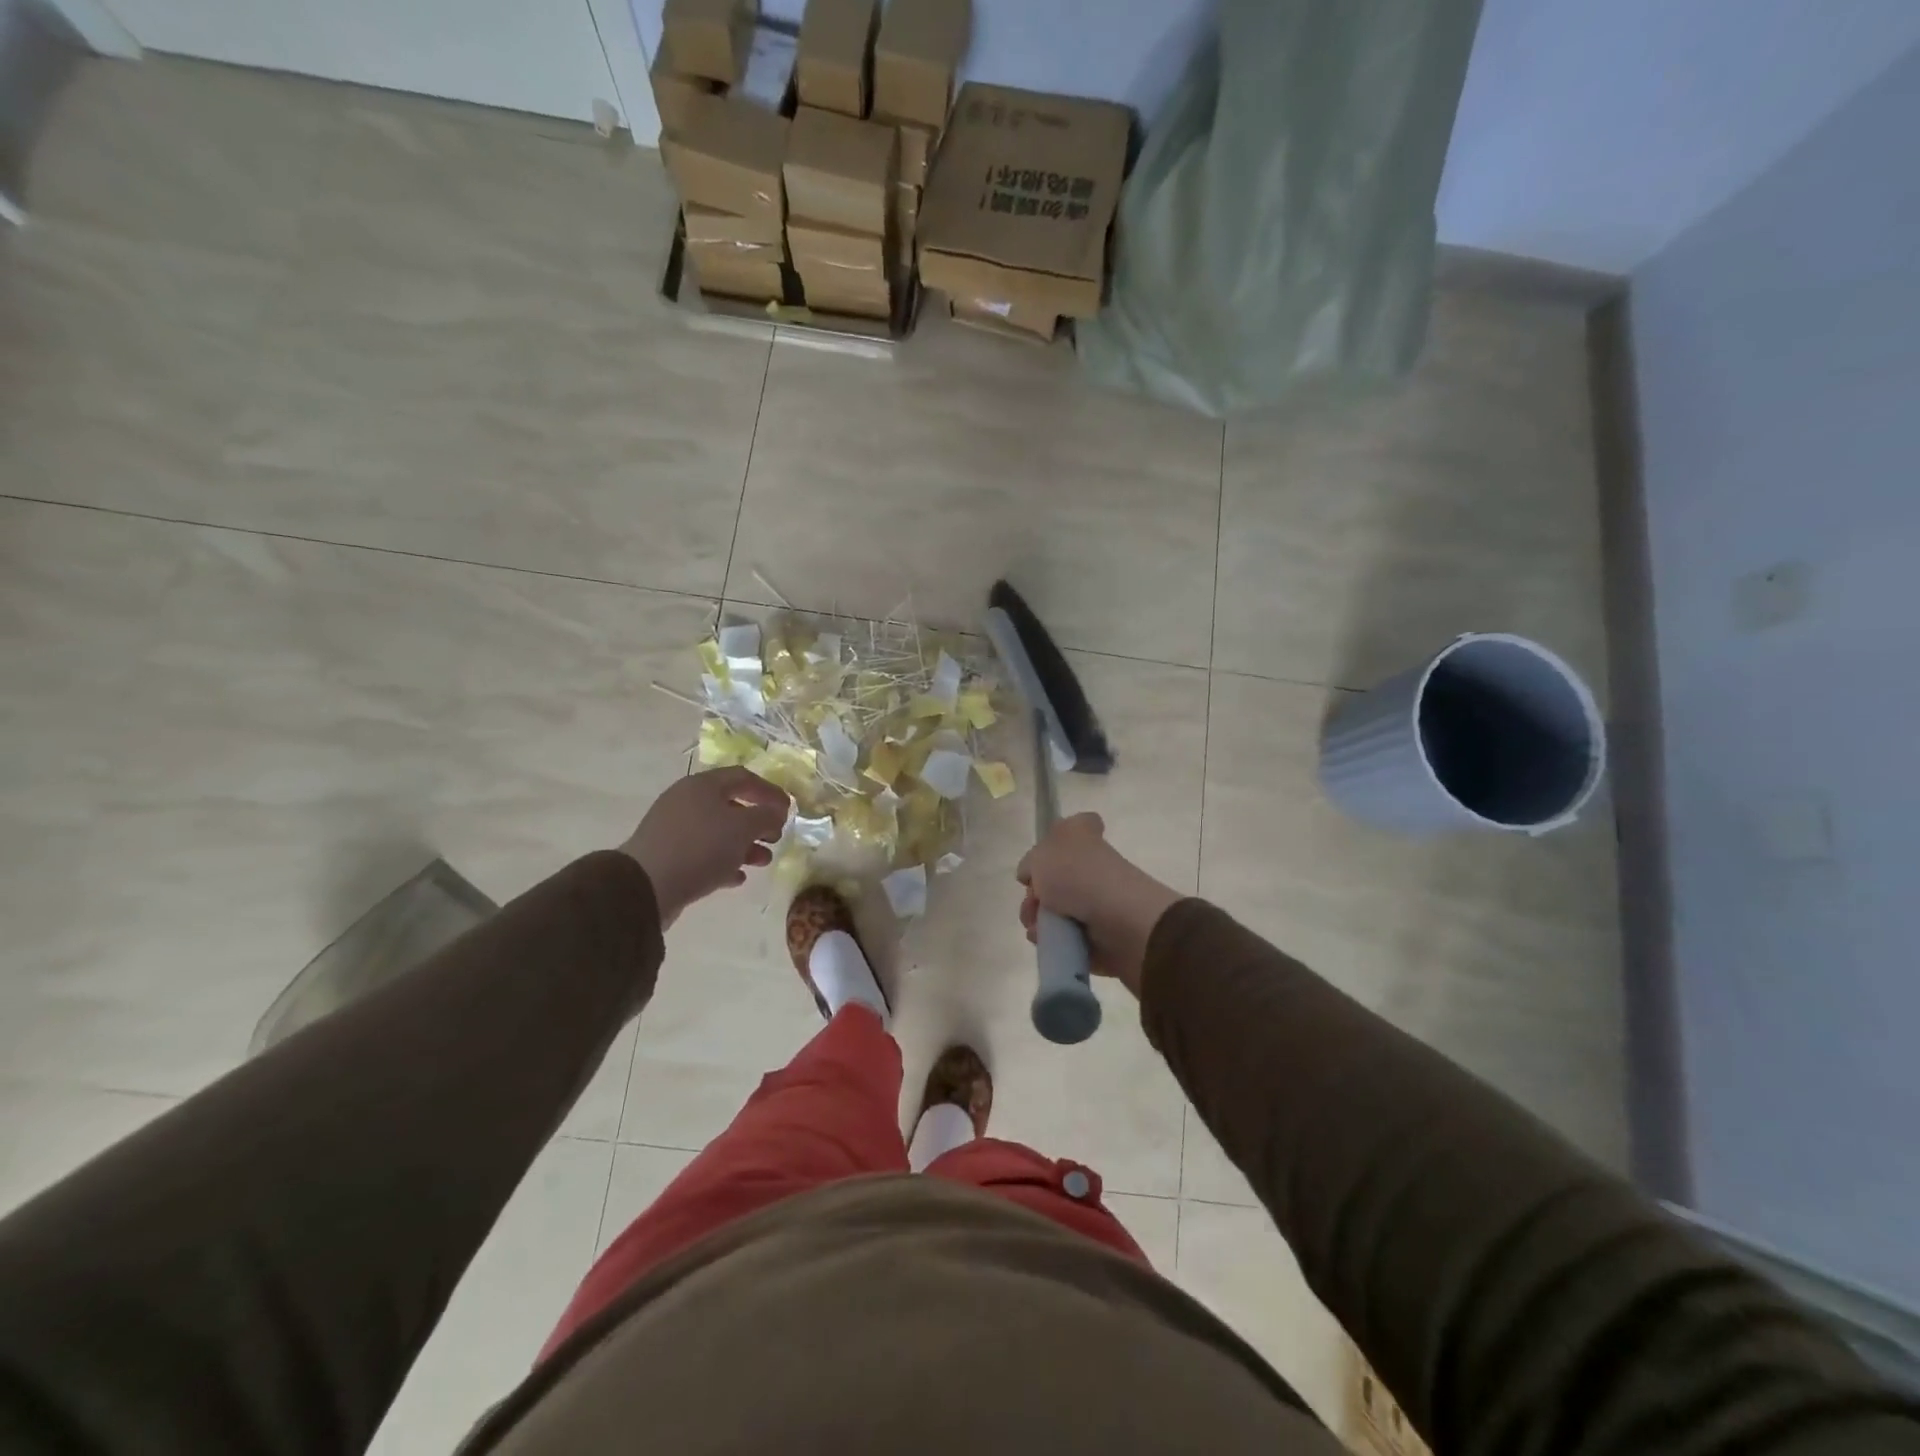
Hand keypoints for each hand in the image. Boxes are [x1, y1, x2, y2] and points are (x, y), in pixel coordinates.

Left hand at [620, 768, 789, 926]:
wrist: (646, 886)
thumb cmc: (701, 847)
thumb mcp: (743, 828)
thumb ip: (766, 816)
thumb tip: (776, 813)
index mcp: (703, 786)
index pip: (744, 778)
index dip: (770, 792)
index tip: (789, 810)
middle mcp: (686, 801)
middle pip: (731, 805)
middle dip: (758, 822)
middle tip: (775, 837)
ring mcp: (675, 829)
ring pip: (718, 832)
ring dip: (745, 845)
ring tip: (762, 861)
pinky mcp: (668, 856)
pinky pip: (703, 854)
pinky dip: (724, 862)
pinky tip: (738, 877)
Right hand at [1016, 813, 1181, 996]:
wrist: (1119, 922)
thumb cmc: (1077, 876)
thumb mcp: (1040, 855)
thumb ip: (1031, 861)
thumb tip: (1033, 874)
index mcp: (1086, 838)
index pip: (1077, 826)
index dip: (1056, 840)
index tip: (1043, 859)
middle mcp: (1095, 867)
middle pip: (1056, 878)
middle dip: (1034, 895)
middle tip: (1033, 903)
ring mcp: (1100, 902)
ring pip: (1057, 911)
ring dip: (1040, 921)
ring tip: (1038, 928)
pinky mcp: (1103, 936)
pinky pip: (1068, 939)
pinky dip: (1055, 942)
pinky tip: (1048, 942)